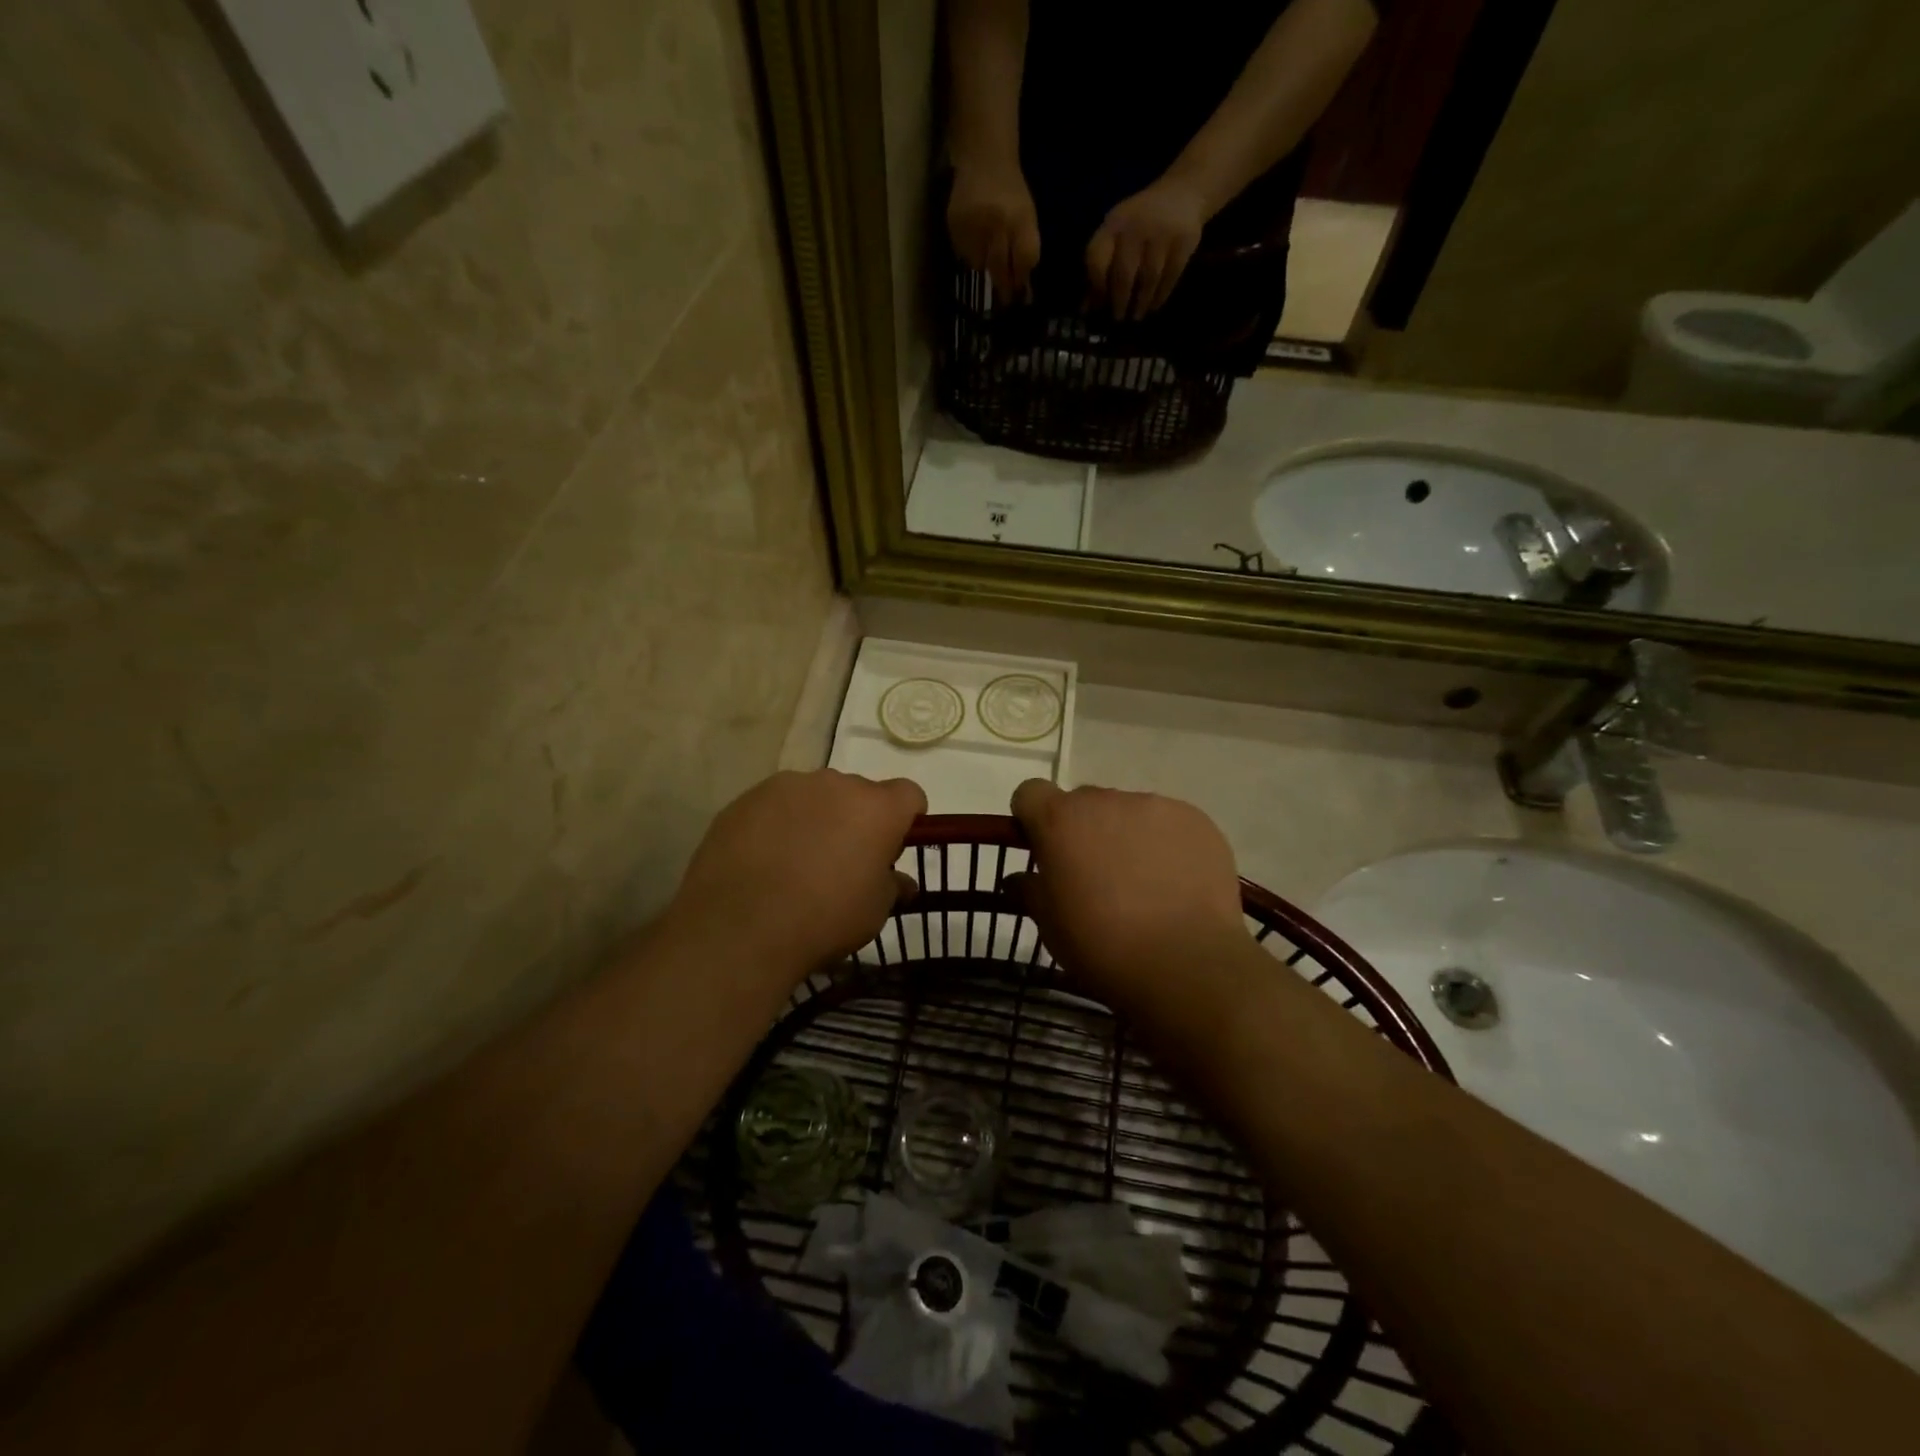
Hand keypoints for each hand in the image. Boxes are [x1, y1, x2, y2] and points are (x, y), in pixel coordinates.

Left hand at [670, 770, 925, 983]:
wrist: (739, 928)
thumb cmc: (824, 919)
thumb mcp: (873, 912)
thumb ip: (891, 886)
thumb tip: (901, 882)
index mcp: (876, 808)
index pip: (908, 794)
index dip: (906, 818)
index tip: (892, 847)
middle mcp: (835, 784)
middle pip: (858, 793)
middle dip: (857, 819)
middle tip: (843, 860)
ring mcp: (787, 786)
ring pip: (814, 796)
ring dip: (816, 818)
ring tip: (797, 861)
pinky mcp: (746, 798)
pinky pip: (774, 805)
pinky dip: (777, 824)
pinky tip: (763, 861)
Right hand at [947, 160, 1041, 304]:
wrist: (983, 159)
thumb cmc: (1010, 193)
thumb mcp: (1027, 217)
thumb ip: (1026, 250)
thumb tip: (1023, 288)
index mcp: (1020, 220)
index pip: (1024, 260)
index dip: (1021, 279)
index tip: (1018, 293)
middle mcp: (997, 223)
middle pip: (1000, 269)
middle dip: (1003, 284)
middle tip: (1004, 296)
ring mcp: (974, 224)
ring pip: (979, 265)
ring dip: (984, 263)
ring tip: (986, 245)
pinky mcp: (955, 225)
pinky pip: (964, 254)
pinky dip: (970, 251)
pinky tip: (973, 235)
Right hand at [1009, 779, 1248, 1013]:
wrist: (1186, 964)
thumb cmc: (1102, 946)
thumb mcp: (1050, 926)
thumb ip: (1031, 891)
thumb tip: (1019, 879)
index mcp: (1060, 820)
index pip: (1031, 793)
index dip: (1033, 817)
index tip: (1043, 849)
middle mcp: (1105, 801)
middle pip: (1083, 803)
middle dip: (1083, 830)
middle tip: (1096, 875)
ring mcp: (1155, 806)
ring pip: (1129, 812)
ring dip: (1127, 835)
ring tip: (1145, 884)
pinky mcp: (1196, 820)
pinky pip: (1169, 823)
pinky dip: (1166, 845)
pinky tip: (1177, 884)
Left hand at [1085, 177, 1209, 320]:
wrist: (1182, 192)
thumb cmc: (1139, 223)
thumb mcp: (1116, 235)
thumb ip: (1101, 268)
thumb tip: (1087, 309)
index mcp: (1114, 224)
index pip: (1097, 259)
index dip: (1096, 287)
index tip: (1099, 306)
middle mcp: (1136, 227)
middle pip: (1123, 274)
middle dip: (1119, 301)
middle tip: (1118, 318)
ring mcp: (1162, 233)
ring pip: (1148, 278)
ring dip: (1141, 302)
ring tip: (1136, 316)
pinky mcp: (1184, 241)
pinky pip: (1170, 276)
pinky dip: (1161, 295)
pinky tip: (1154, 305)